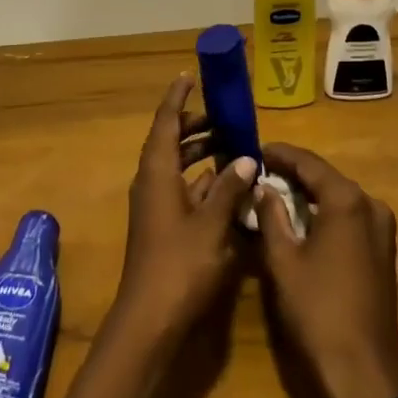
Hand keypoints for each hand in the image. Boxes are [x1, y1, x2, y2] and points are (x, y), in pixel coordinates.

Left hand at [110, 76, 257, 344]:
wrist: (150, 321)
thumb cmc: (179, 265)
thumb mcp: (211, 224)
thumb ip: (230, 188)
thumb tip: (247, 157)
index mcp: (157, 171)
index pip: (165, 122)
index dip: (178, 98)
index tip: (190, 76)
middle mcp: (152, 182)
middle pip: (171, 141)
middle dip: (196, 126)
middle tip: (226, 118)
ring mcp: (156, 206)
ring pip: (178, 167)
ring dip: (202, 155)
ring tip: (235, 147)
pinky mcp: (164, 227)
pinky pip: (183, 190)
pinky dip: (203, 182)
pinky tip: (230, 187)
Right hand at [256, 143, 397, 397]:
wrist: (361, 373)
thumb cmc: (317, 310)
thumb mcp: (282, 259)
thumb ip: (271, 214)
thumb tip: (264, 187)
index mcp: (347, 200)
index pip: (308, 162)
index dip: (279, 154)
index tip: (254, 150)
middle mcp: (370, 205)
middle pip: (325, 177)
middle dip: (293, 173)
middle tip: (260, 172)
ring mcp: (382, 229)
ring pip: (338, 198)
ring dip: (309, 194)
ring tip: (275, 193)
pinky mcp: (383, 252)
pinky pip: (349, 218)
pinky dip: (324, 214)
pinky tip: (301, 220)